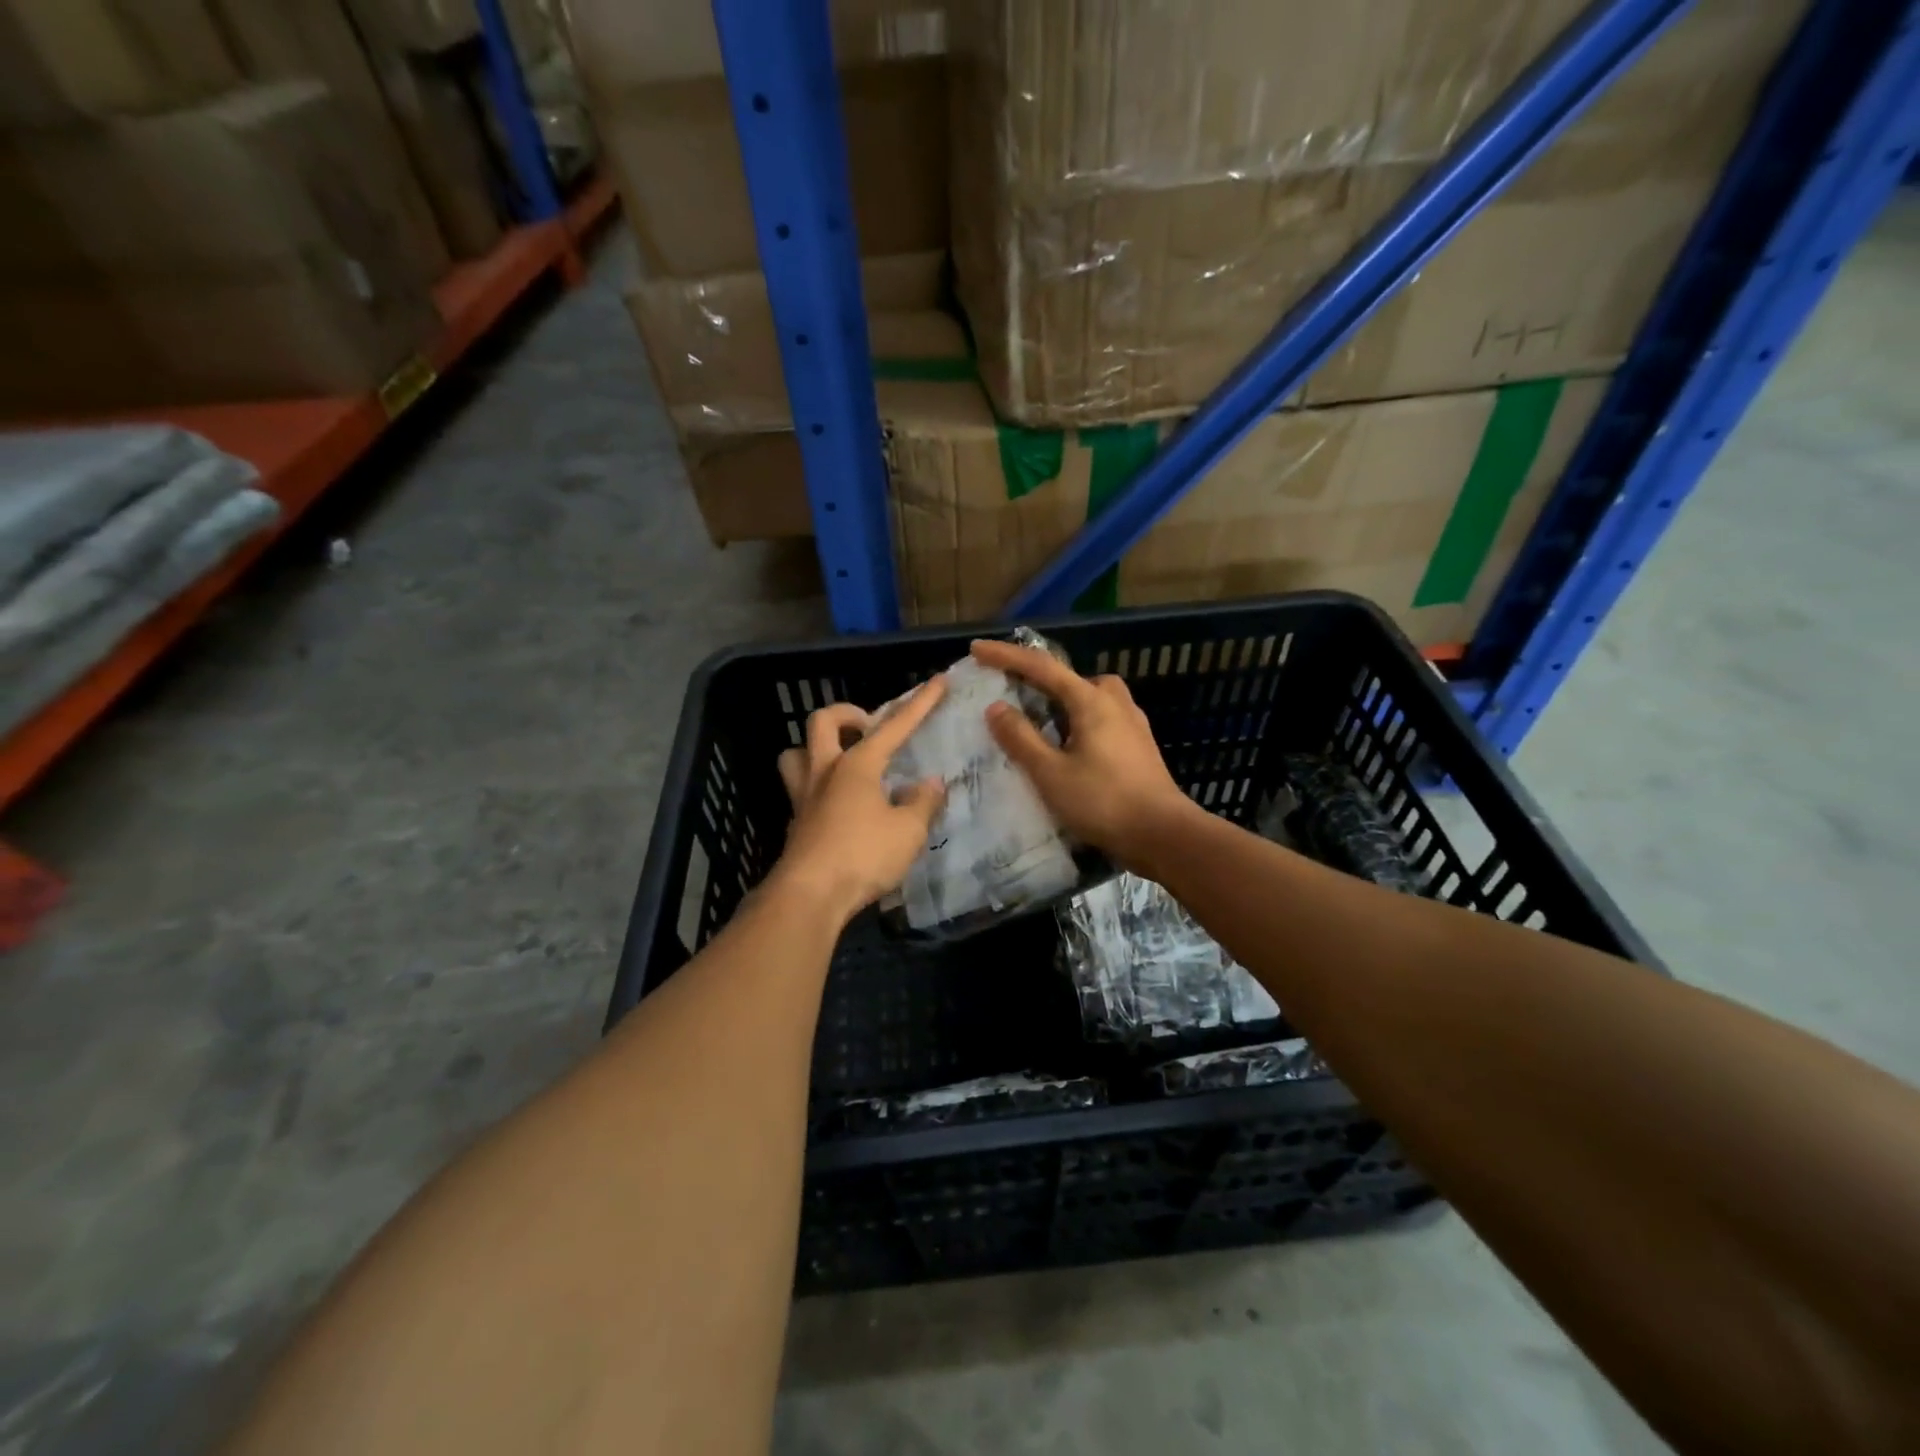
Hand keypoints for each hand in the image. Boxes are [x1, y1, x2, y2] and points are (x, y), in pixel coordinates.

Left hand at [771, 677, 948, 924]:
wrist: (810, 896)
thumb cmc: (863, 855)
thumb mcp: (908, 831)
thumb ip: (923, 803)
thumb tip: (931, 783)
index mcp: (857, 765)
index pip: (894, 726)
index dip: (920, 703)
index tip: (938, 680)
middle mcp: (825, 771)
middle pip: (823, 722)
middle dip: (847, 714)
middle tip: (869, 729)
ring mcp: (804, 797)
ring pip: (796, 754)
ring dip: (817, 749)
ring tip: (842, 762)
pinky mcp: (796, 824)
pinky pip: (800, 790)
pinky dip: (819, 788)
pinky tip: (840, 808)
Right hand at [970, 638, 1193, 872]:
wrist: (1163, 835)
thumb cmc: (1103, 802)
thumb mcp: (1051, 773)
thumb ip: (1021, 738)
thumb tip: (996, 707)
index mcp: (1091, 701)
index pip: (1042, 667)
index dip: (1006, 656)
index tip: (977, 649)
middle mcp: (1115, 703)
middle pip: (1072, 678)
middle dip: (1041, 678)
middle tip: (1013, 691)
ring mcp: (1132, 724)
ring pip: (1091, 698)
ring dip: (1063, 701)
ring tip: (1040, 723)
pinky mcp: (1139, 746)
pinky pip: (1102, 718)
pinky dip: (1079, 721)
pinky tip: (1070, 747)